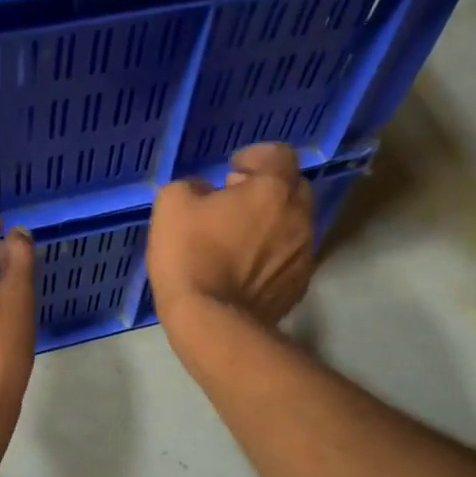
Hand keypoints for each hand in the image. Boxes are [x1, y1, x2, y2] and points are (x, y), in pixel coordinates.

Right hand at [148, 142, 314, 326]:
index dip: (255, 156)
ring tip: (237, 238)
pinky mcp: (298, 285)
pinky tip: (243, 268)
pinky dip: (271, 254)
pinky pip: (289, 256)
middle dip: (267, 188)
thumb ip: (193, 185)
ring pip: (294, 223)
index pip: (280, 153)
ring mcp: (303, 254)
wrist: (212, 322)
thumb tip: (206, 191)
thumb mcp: (172, 203)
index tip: (231, 170)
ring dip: (271, 222)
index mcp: (273, 190)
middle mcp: (298, 216)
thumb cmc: (191, 255)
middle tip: (234, 201)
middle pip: (294, 187)